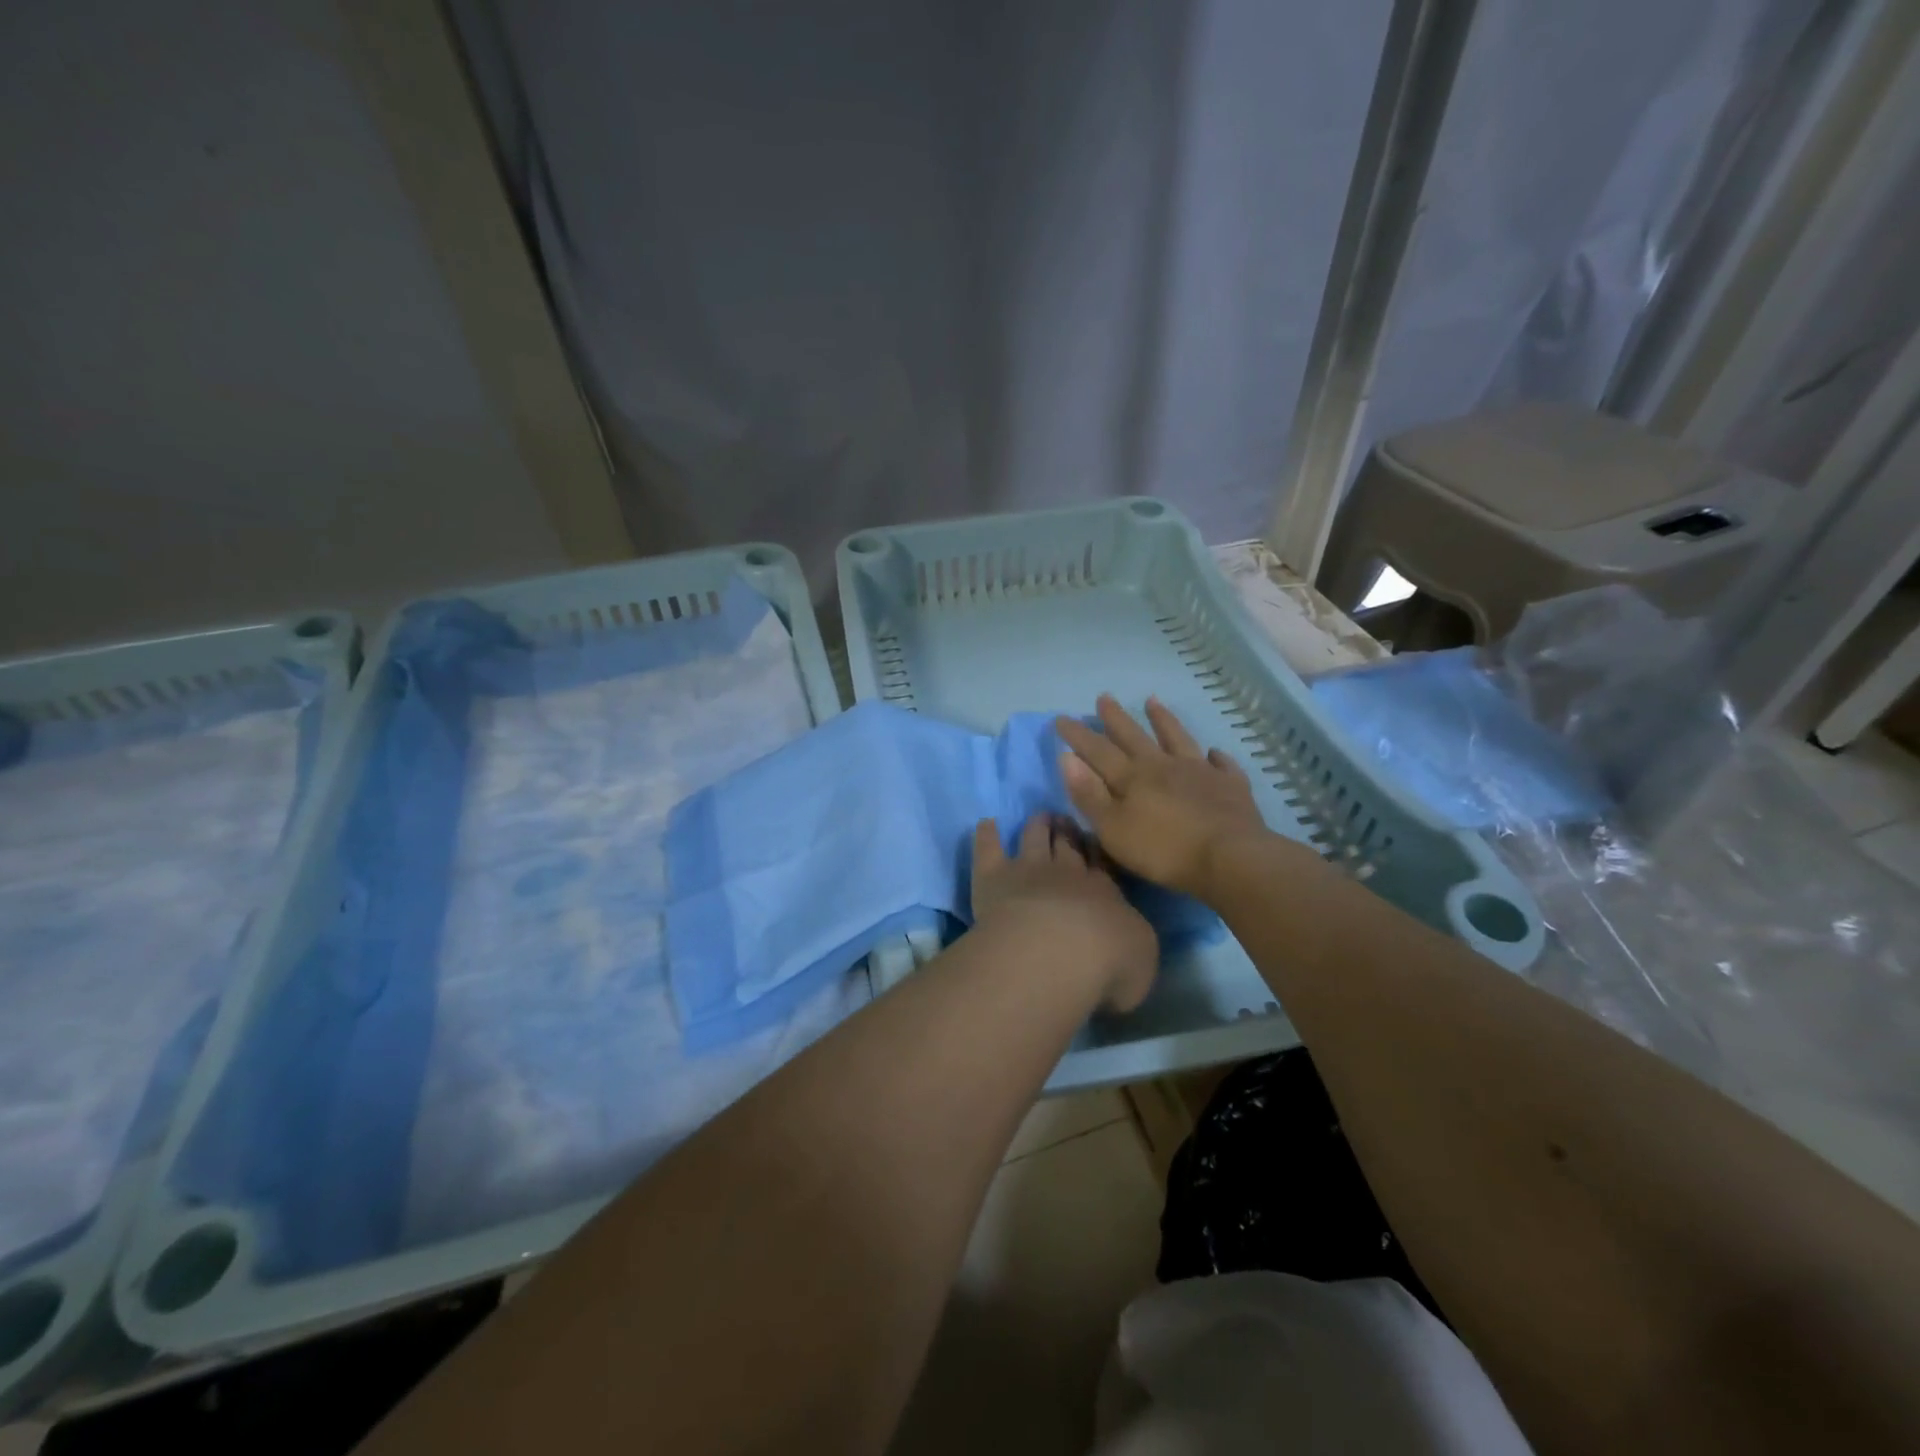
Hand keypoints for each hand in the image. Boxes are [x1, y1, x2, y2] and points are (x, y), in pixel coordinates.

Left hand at [970, 814, 1158, 1013]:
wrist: (1056, 952)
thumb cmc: (1108, 962)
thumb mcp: (1142, 958)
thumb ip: (1133, 943)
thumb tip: (1127, 941)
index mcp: (1104, 891)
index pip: (1101, 864)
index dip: (1096, 851)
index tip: (1094, 840)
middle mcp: (1066, 873)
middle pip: (1067, 845)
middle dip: (1068, 833)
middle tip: (1067, 823)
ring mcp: (1027, 870)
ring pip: (1033, 838)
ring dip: (1037, 825)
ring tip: (1040, 818)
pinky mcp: (993, 877)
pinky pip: (988, 849)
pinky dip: (986, 834)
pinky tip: (986, 823)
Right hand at [1054, 695, 1270, 897]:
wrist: (1230, 858)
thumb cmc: (1163, 850)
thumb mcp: (1113, 829)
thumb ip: (1089, 795)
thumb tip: (1067, 758)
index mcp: (1132, 777)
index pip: (1098, 751)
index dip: (1078, 735)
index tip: (1061, 718)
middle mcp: (1163, 765)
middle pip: (1134, 736)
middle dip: (1116, 718)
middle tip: (1104, 697)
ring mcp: (1200, 771)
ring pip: (1177, 738)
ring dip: (1163, 720)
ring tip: (1153, 701)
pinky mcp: (1230, 786)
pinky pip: (1221, 765)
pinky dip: (1216, 756)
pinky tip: (1214, 752)